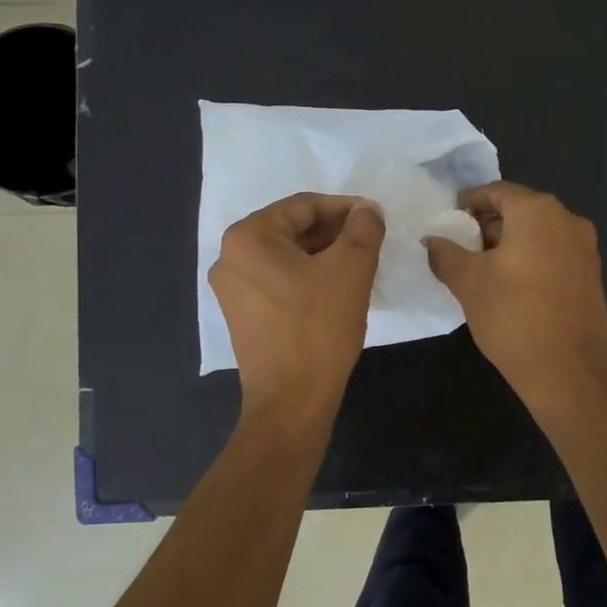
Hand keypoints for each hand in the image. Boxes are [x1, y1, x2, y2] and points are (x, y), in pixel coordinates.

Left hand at [210, 193, 384, 421]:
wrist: (292, 400)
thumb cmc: (319, 328)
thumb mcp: (352, 269)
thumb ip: (363, 228)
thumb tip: (366, 210)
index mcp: (248, 237)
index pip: (303, 206)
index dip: (344, 208)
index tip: (375, 217)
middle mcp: (230, 257)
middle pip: (292, 229)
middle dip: (334, 231)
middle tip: (371, 240)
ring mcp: (232, 289)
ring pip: (287, 256)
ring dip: (324, 254)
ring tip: (360, 263)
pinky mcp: (243, 315)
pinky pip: (279, 281)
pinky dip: (308, 277)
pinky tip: (337, 287)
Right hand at [424, 181, 606, 403]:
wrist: (568, 371)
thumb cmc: (513, 317)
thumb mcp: (468, 282)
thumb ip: (445, 254)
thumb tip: (432, 240)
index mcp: (538, 211)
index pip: (496, 192)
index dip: (468, 203)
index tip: (449, 221)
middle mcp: (567, 219)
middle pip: (520, 210)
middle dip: (489, 225)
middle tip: (462, 248)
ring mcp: (585, 247)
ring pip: (539, 233)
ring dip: (510, 243)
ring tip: (483, 270)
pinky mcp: (592, 274)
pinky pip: (555, 253)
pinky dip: (532, 259)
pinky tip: (512, 286)